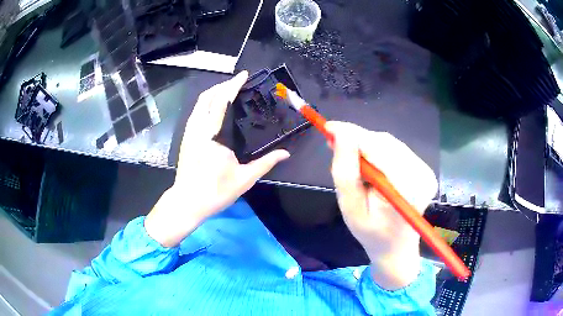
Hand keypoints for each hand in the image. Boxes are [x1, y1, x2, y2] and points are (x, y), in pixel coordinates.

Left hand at [145, 71, 290, 247]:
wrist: (187, 201)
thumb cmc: (215, 191)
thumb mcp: (245, 179)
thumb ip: (266, 163)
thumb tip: (286, 153)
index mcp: (213, 135)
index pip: (222, 101)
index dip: (233, 85)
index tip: (244, 75)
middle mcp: (198, 128)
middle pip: (208, 96)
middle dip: (222, 84)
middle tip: (238, 82)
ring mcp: (190, 132)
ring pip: (199, 103)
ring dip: (213, 92)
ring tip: (228, 90)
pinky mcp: (186, 137)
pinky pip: (196, 112)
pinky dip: (206, 103)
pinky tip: (215, 107)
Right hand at [326, 122, 437, 289]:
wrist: (396, 246)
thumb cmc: (372, 233)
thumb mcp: (351, 208)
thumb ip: (345, 172)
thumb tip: (340, 135)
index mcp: (409, 189)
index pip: (380, 151)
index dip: (353, 135)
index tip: (329, 128)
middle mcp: (422, 175)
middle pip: (386, 144)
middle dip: (358, 140)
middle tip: (333, 141)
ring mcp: (426, 170)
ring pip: (390, 144)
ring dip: (366, 144)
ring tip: (348, 154)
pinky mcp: (423, 168)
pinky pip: (396, 150)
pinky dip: (377, 150)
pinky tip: (366, 161)